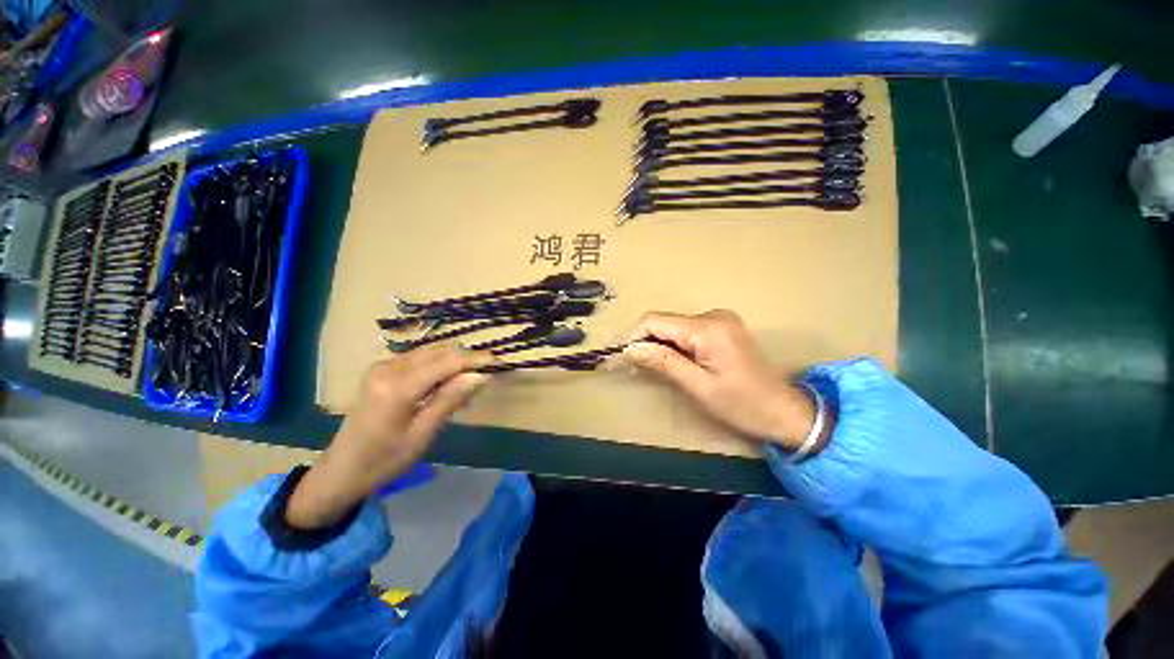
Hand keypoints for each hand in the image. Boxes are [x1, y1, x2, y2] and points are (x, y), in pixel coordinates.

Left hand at [286, 346, 491, 528]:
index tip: (499, 362)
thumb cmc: (384, 460)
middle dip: (466, 360)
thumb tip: (480, 375)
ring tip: (465, 387)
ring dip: (453, 363)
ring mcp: (383, 366)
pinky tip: (444, 387)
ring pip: (431, 352)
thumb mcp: (422, 434)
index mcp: (398, 387)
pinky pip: (420, 359)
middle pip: (440, 351)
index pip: (448, 361)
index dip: (476, 359)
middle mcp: (389, 368)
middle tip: (484, 378)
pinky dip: (439, 367)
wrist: (341, 470)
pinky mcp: (382, 370)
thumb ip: (450, 400)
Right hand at [624, 310, 825, 450]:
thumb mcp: (698, 386)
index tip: (630, 360)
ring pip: (674, 325)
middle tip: (646, 370)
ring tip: (665, 370)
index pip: (655, 320)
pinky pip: (688, 329)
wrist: (784, 411)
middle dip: (650, 342)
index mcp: (707, 328)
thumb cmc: (742, 405)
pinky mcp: (723, 326)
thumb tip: (630, 349)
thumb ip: (663, 362)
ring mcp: (720, 318)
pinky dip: (677, 344)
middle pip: (665, 321)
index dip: (636, 337)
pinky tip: (682, 363)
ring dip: (663, 344)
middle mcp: (713, 315)